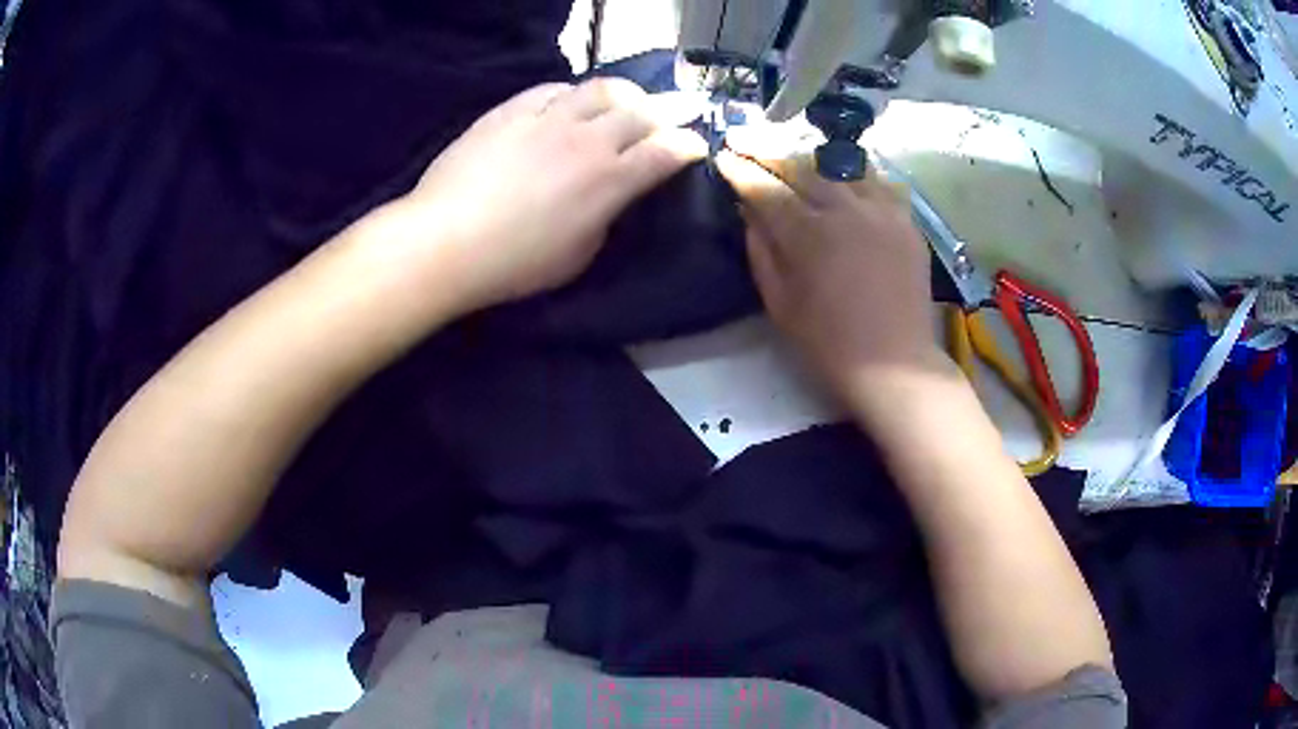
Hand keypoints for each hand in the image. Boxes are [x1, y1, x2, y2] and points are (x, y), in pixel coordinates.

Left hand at [391, 79, 707, 313]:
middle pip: (642, 111)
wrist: (447, 241)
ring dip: (623, 94)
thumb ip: (606, 216)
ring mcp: (548, 119)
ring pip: (600, 89)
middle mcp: (588, 140)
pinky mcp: (511, 111)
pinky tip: (568, 102)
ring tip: (624, 101)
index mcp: (610, 180)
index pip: (666, 151)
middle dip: (667, 112)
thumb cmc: (516, 263)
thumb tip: (613, 195)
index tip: (695, 145)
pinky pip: (551, 89)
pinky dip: (571, 94)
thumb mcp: (579, 254)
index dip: (688, 145)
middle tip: (671, 115)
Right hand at [715, 149, 942, 398]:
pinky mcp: (906, 221)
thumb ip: (761, 251)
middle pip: (801, 166)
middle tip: (746, 139)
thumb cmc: (829, 344)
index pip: (765, 188)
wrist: (895, 364)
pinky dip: (853, 174)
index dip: (740, 169)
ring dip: (810, 158)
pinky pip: (876, 182)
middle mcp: (846, 210)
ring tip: (793, 156)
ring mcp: (882, 211)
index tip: (723, 155)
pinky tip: (843, 178)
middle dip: (768, 149)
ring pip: (840, 166)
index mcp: (809, 235)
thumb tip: (748, 211)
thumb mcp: (780, 304)